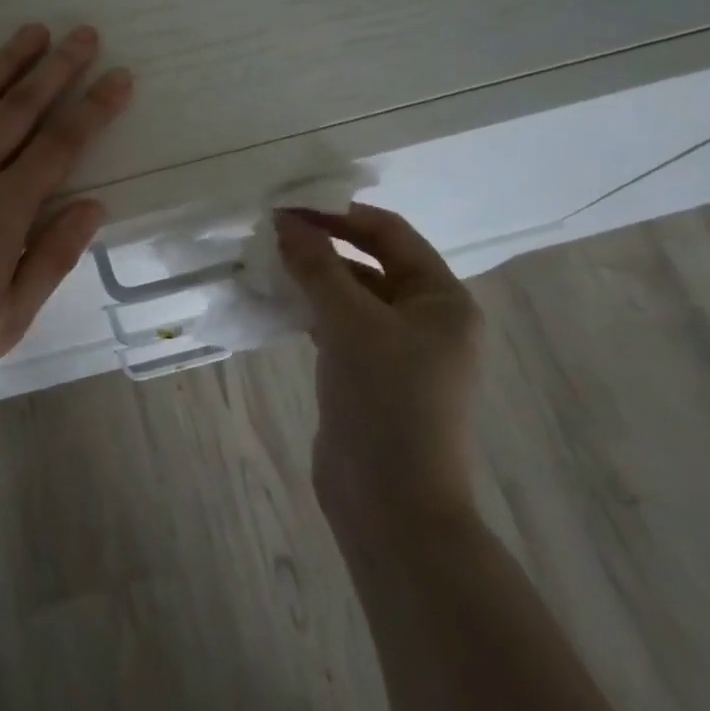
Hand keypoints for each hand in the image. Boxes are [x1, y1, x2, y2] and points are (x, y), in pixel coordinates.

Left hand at [0, 24, 133, 397]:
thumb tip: (92, 206)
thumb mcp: (9, 318)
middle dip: (57, 68)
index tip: (120, 76)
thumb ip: (53, 257)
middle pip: (20, 107)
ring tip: (33, 31)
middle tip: (84, 34)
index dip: (95, 108)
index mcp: (3, 209)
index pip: (62, 144)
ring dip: (5, 61)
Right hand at [275, 205, 482, 535]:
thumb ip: (318, 268)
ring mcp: (397, 350)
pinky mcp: (368, 375)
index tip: (290, 206)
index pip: (390, 234)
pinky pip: (339, 326)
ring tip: (267, 261)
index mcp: (442, 300)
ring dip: (313, 277)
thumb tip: (285, 223)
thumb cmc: (386, 401)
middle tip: (271, 231)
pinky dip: (310, 309)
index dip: (340, 215)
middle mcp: (426, 319)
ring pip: (351, 295)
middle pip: (371, 262)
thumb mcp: (350, 324)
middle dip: (323, 245)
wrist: (391, 504)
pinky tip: (277, 301)